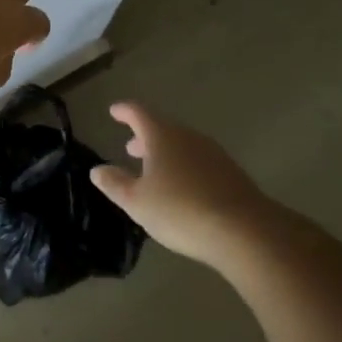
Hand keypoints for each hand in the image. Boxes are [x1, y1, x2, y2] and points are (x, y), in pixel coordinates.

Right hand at [89, 102, 307, 268]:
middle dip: (145, 137)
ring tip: (154, 171)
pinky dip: (185, 167)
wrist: (243, 230)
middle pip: (163, 128)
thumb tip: (97, 170)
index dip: (124, 111)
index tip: (114, 111)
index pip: (139, 113)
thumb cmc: (180, 210)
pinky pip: (200, 161)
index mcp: (162, 136)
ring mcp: (213, 153)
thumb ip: (115, 184)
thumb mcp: (137, 202)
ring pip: (183, 145)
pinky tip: (182, 188)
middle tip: (131, 148)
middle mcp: (188, 137)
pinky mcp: (231, 173)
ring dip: (166, 153)